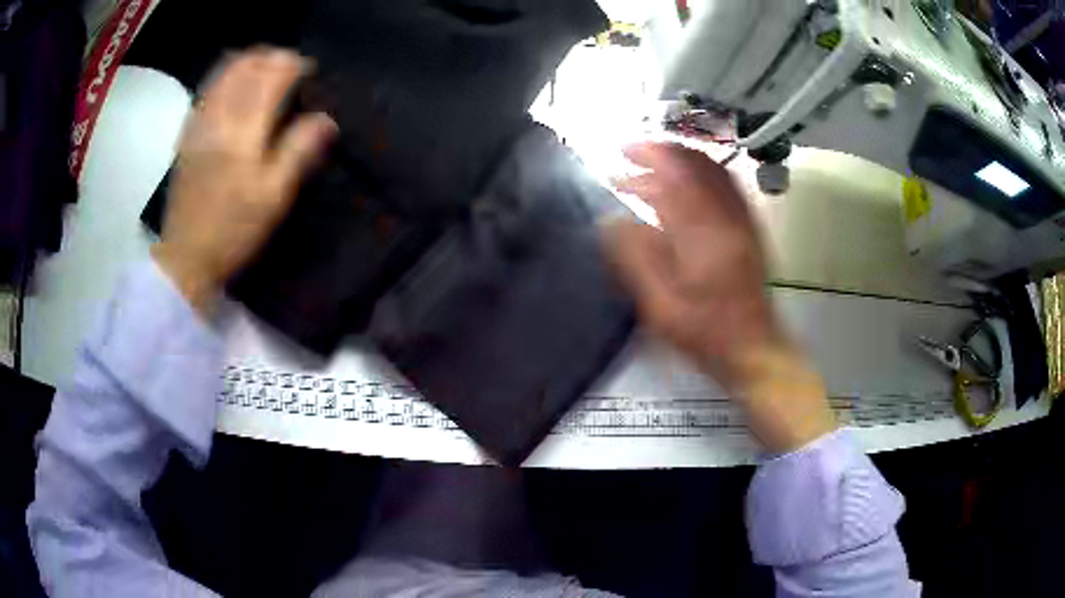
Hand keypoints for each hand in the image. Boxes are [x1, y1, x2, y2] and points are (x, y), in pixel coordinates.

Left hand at [152, 48, 336, 314]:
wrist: (187, 256)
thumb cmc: (234, 230)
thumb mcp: (274, 197)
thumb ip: (299, 152)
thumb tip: (326, 119)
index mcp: (244, 132)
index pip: (270, 79)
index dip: (291, 65)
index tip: (307, 67)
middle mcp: (220, 119)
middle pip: (244, 69)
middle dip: (268, 58)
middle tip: (286, 64)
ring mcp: (199, 126)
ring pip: (221, 76)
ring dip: (245, 63)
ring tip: (261, 65)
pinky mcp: (187, 137)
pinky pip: (205, 93)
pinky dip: (221, 78)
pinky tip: (229, 83)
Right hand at [606, 142, 834, 451]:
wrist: (755, 349)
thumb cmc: (705, 332)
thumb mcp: (660, 303)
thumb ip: (635, 257)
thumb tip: (610, 219)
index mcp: (704, 231)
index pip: (677, 174)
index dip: (649, 155)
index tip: (622, 151)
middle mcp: (728, 216)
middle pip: (697, 165)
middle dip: (662, 153)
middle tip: (629, 157)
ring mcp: (742, 221)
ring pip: (712, 174)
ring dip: (679, 165)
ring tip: (648, 172)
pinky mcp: (749, 230)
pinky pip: (725, 189)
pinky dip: (699, 178)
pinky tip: (681, 190)